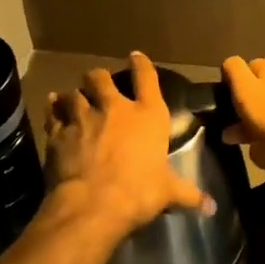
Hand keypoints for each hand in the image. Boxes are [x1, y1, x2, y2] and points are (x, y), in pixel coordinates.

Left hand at [43, 52, 212, 238]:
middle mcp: (115, 108)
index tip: (136, 56)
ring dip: (74, 95)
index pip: (146, 78)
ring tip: (73, 97)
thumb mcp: (168, 193)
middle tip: (97, 82)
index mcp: (147, 115)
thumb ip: (188, 195)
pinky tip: (53, 105)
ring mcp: (83, 118)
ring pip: (74, 94)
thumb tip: (212, 207)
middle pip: (101, 79)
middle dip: (99, 78)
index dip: (141, 64)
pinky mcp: (59, 133)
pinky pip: (54, 113)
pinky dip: (54, 109)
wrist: (93, 204)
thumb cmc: (139, 192)